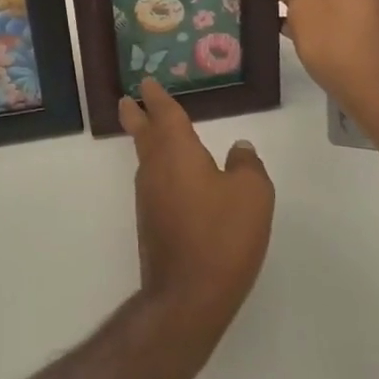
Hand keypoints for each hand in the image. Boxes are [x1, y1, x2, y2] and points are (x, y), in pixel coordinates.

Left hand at [119, 79, 273, 342]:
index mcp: (176, 150)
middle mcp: (156, 168)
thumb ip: (246, 164)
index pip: (164, 113)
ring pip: (146, 159)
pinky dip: (160, 170)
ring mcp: (149, 198)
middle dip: (136, 115)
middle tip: (126, 100)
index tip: (147, 83)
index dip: (157, 97)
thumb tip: (239, 148)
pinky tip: (175, 179)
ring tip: (153, 133)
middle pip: (143, 133)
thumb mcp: (252, 193)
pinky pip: (154, 183)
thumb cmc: (222, 235)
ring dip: (147, 142)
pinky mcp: (152, 224)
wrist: (188, 296)